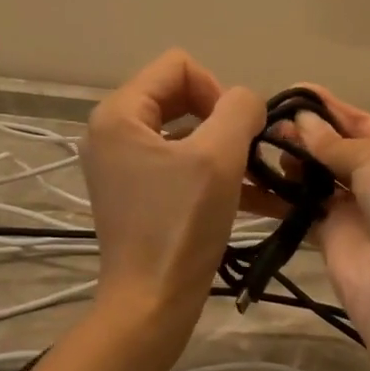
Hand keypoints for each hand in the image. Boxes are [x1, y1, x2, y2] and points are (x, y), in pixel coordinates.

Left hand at [82, 50, 264, 328]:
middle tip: (246, 153)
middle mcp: (112, 132)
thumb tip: (247, 102)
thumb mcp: (219, 157)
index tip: (236, 131)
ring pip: (185, 133)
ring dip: (224, 149)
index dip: (217, 89)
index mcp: (119, 113)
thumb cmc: (181, 226)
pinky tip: (253, 197)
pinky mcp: (136, 193)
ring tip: (257, 178)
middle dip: (222, 120)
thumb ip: (239, 109)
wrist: (151, 304)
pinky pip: (179, 165)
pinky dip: (212, 173)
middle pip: (180, 96)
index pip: (178, 66)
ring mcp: (122, 165)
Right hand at [278, 87, 369, 330]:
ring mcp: (357, 206)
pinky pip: (299, 206)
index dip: (329, 108)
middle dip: (305, 133)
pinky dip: (277, 193)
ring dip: (290, 159)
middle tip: (267, 122)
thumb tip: (301, 123)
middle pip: (337, 148)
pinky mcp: (330, 233)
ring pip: (316, 175)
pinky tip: (251, 177)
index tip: (293, 92)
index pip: (363, 122)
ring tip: (258, 144)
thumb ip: (334, 141)